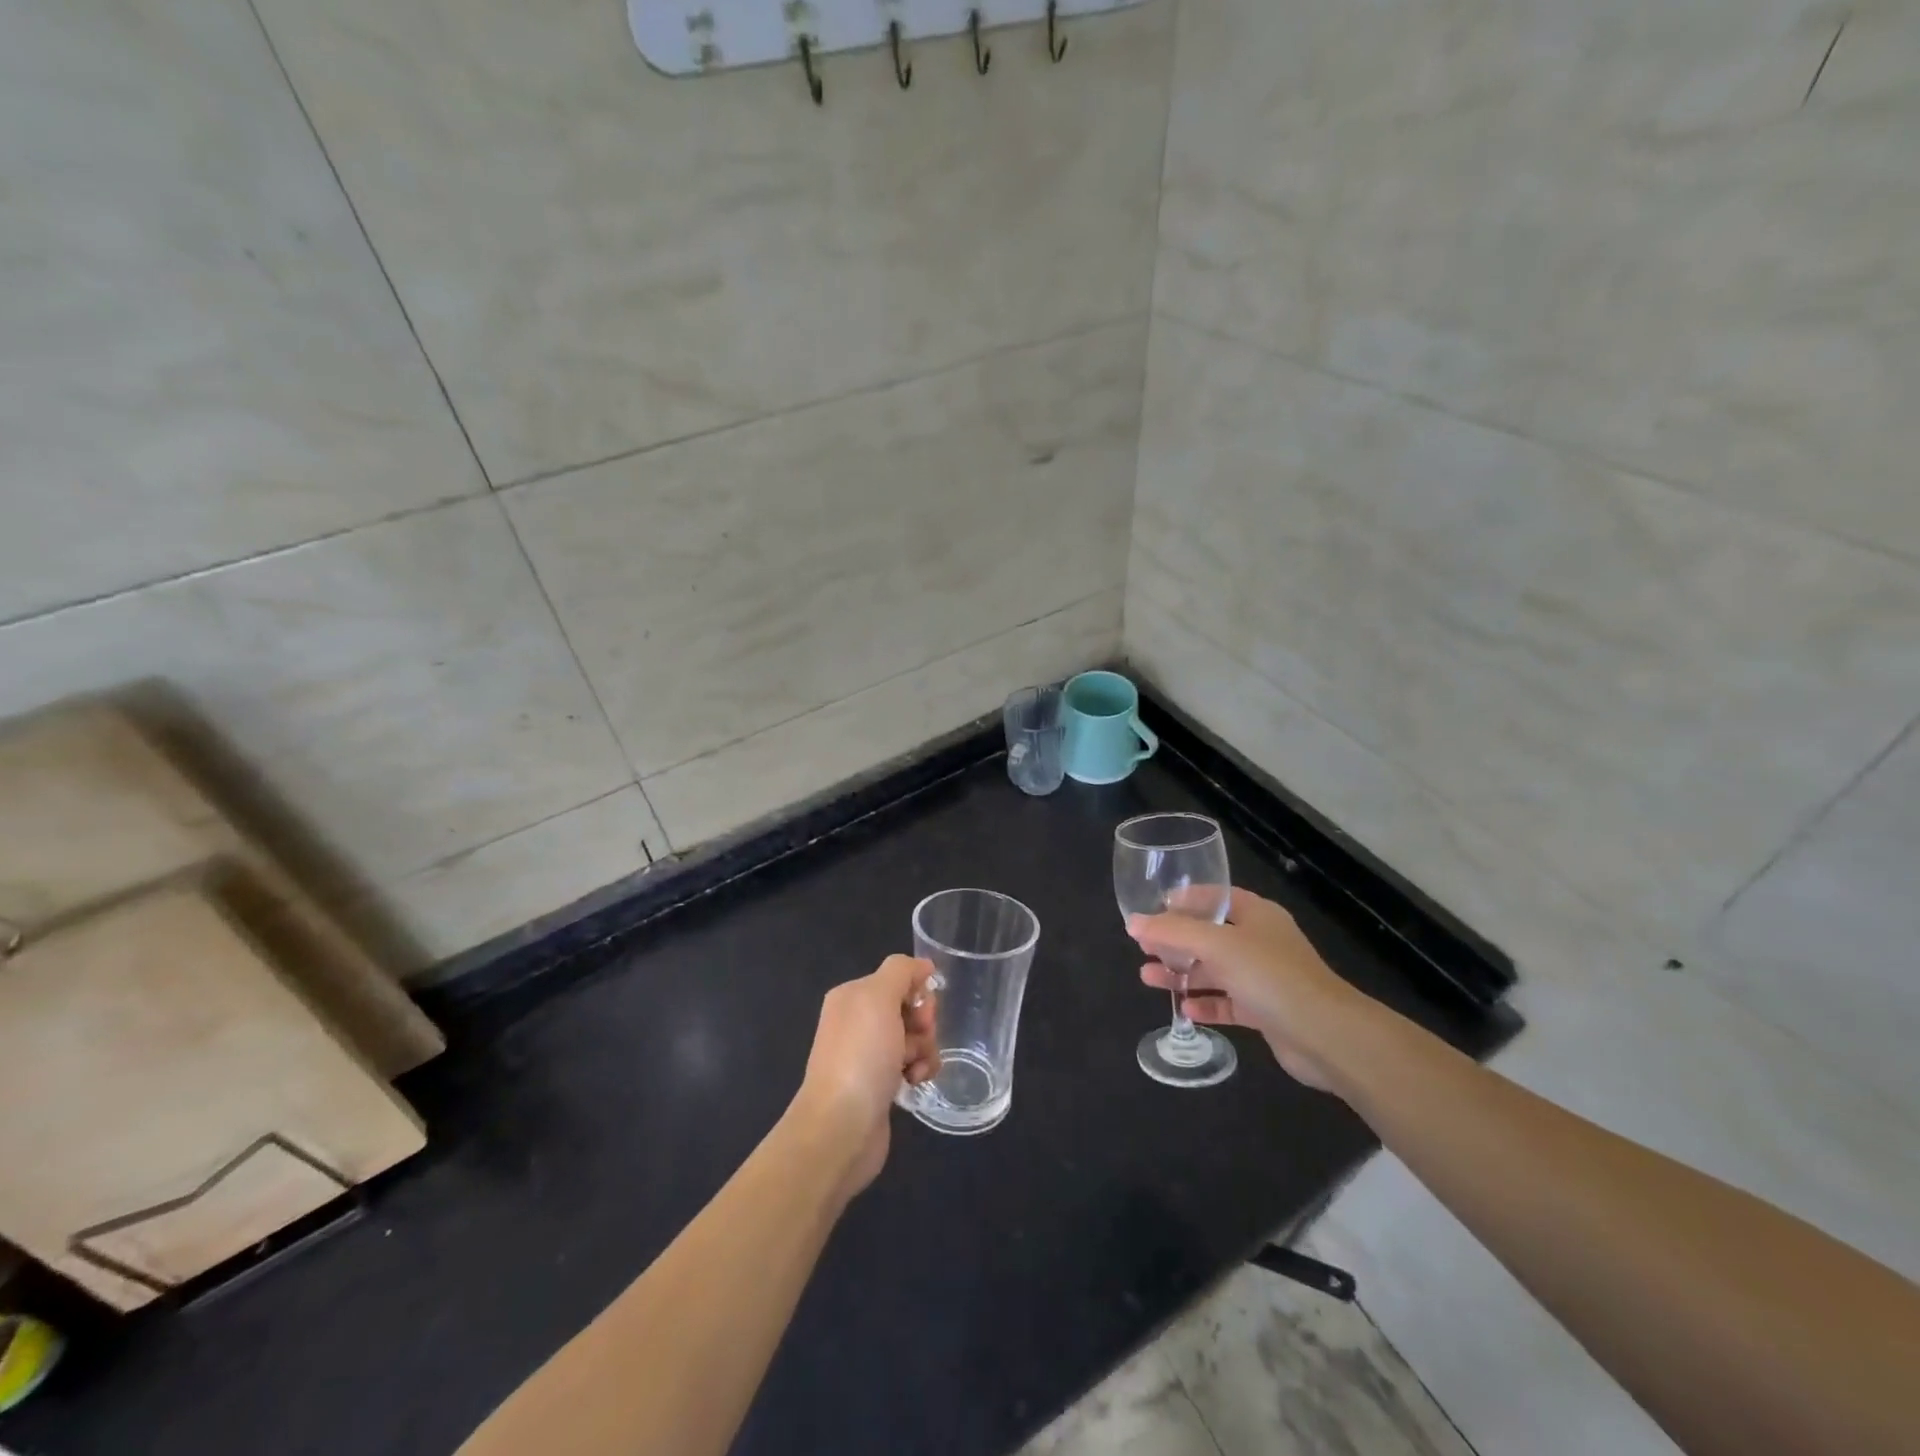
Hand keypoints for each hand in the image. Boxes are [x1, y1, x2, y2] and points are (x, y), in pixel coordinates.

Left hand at [791, 955, 940, 1197]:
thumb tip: (924, 966)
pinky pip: (910, 1065)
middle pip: (909, 1009)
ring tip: (917, 1070)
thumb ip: (901, 971)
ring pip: (914, 1039)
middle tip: (918, 1040)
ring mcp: (867, 1055)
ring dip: (924, 1050)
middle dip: (923, 1024)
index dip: (917, 992)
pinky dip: (919, 1070)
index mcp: (852, 996)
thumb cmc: (861, 1055)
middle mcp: (857, 1022)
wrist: (841, 1127)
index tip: (922, 1011)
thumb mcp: (879, 997)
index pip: (898, 978)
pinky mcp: (878, 1085)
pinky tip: (914, 1084)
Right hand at [1128, 887, 1372, 1092]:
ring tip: (1149, 978)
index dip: (1184, 900)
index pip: (1215, 897)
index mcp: (1256, 915)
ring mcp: (1264, 978)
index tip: (1153, 908)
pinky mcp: (1265, 1011)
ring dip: (1183, 974)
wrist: (1326, 1035)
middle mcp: (1260, 942)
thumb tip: (1133, 922)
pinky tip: (1185, 1009)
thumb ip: (1173, 932)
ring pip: (1215, 971)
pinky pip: (1227, 1002)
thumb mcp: (1217, 945)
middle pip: (1209, 935)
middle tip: (1143, 948)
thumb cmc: (1270, 976)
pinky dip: (1206, 1003)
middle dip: (1175, 942)